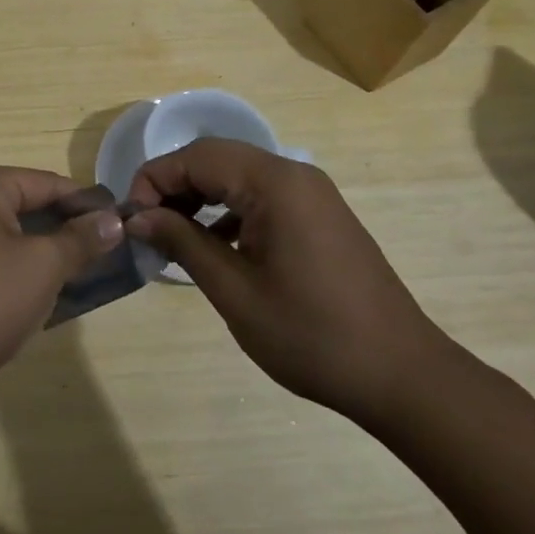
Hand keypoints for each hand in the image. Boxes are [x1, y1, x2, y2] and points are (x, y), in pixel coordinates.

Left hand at [0, 165, 122, 420]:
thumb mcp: (41, 269)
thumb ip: (80, 240)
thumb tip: (112, 220)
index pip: (47, 183)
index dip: (86, 205)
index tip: (119, 228)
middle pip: (23, 205)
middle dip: (61, 232)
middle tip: (99, 260)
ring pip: (2, 233)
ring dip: (36, 254)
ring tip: (71, 282)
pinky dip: (7, 269)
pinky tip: (27, 298)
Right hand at [126, 138, 453, 422]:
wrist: (403, 376)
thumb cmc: (312, 335)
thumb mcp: (235, 291)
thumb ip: (183, 242)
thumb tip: (138, 217)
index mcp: (274, 183)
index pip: (196, 157)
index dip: (154, 180)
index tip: (132, 220)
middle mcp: (294, 175)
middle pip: (216, 160)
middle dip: (174, 187)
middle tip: (147, 228)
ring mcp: (312, 195)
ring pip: (237, 176)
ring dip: (200, 198)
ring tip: (174, 237)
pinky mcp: (320, 216)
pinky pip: (262, 196)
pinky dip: (229, 211)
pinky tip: (216, 246)